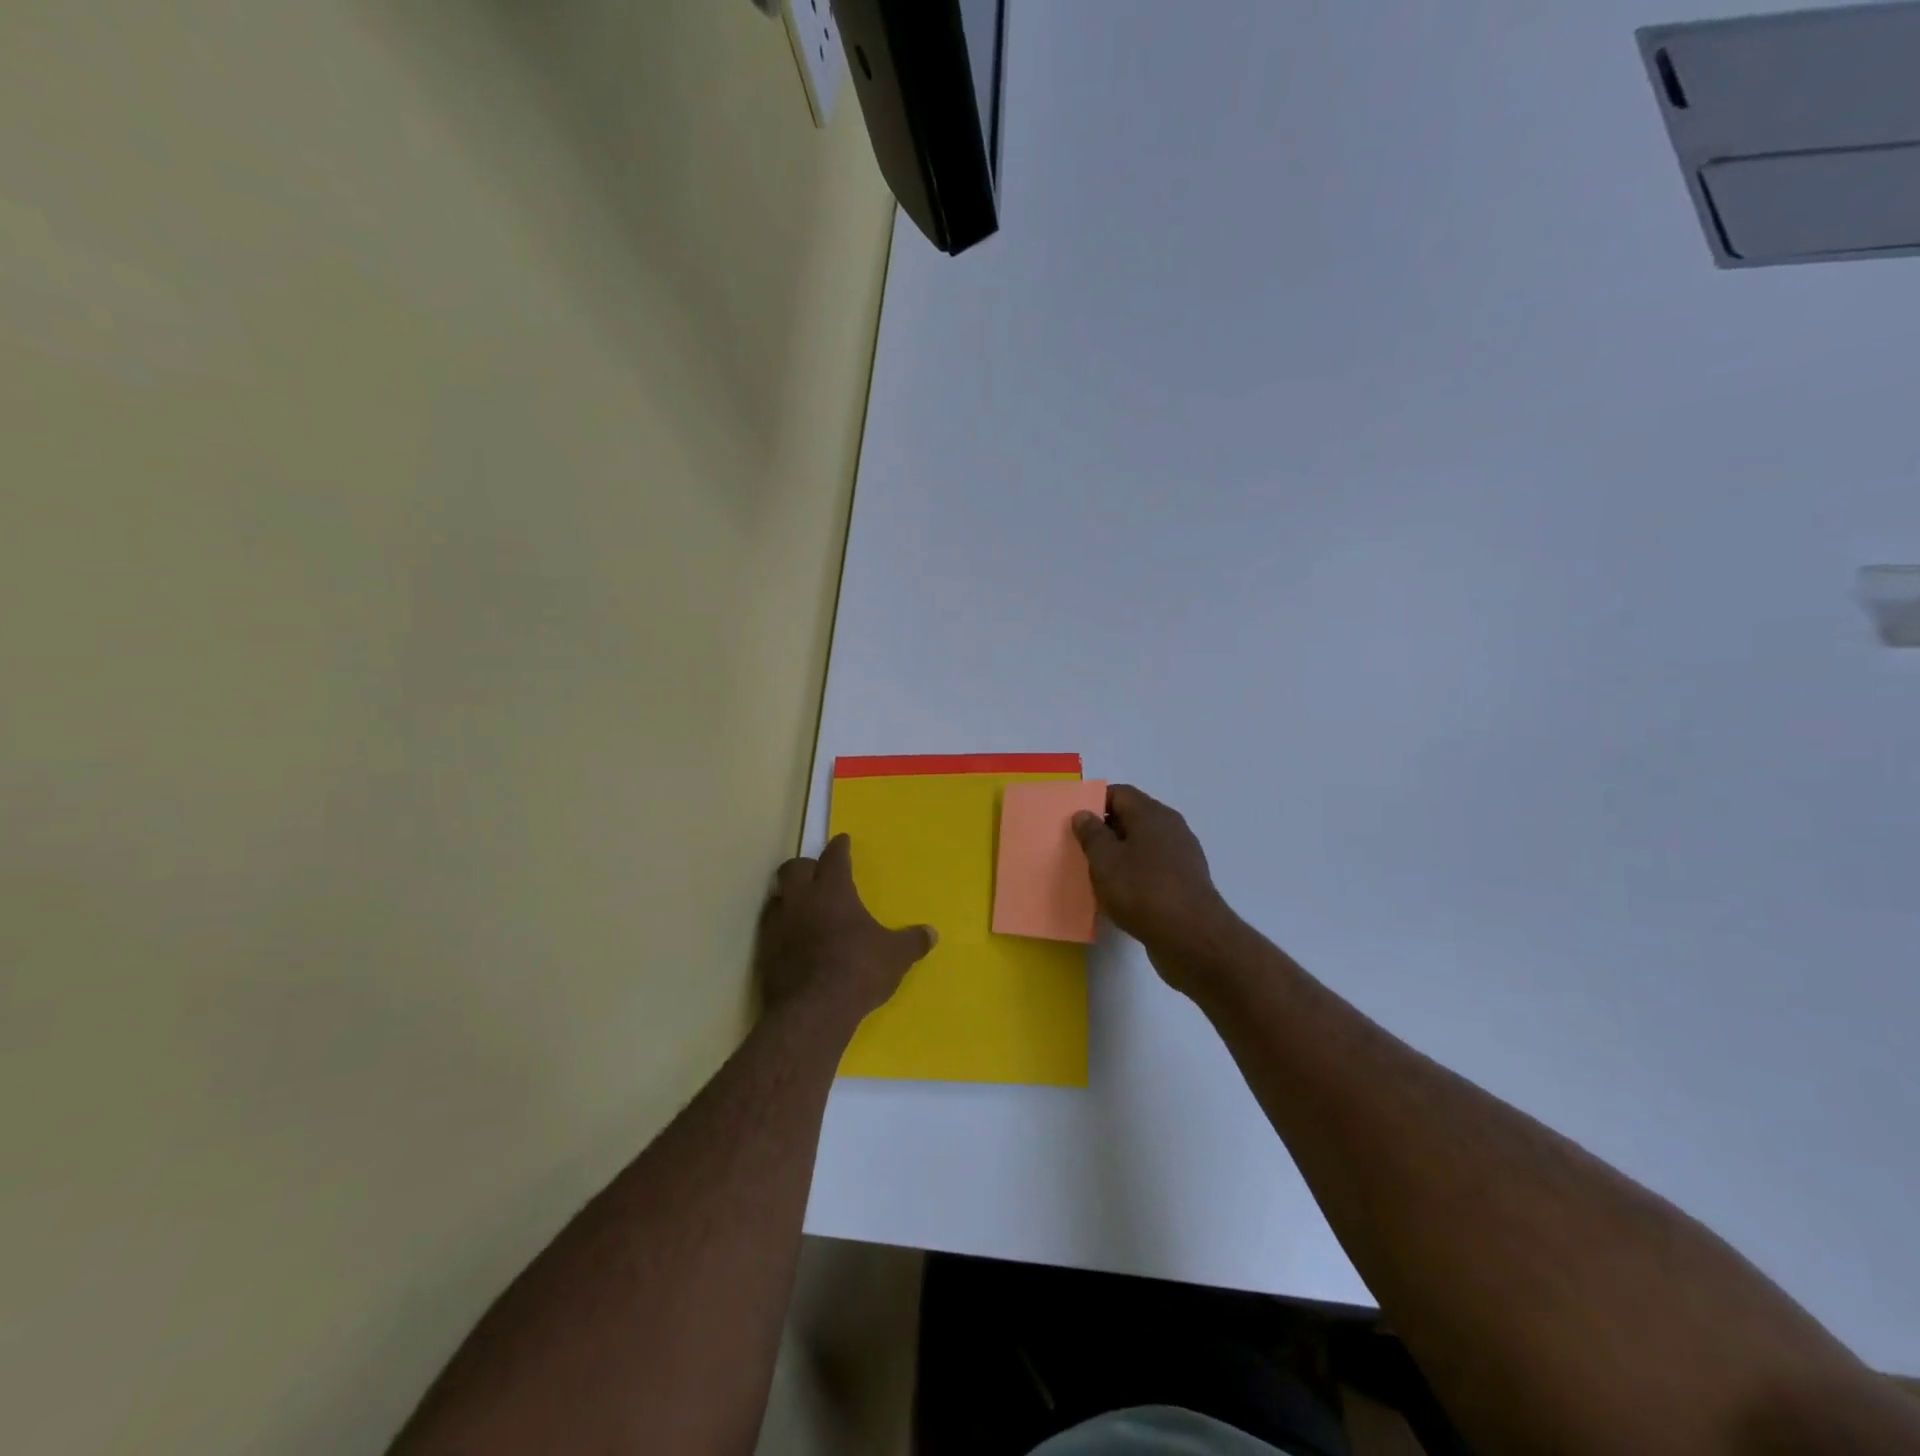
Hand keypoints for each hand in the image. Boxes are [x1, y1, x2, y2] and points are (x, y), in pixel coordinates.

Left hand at [754, 834, 934, 1031]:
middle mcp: (801, 900)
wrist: (813, 1012)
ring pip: (778, 896)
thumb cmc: (858, 971)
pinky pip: (771, 928)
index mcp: (833, 891)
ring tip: (804, 907)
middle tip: (818, 873)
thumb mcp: (895, 956)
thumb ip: (912, 942)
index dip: (839, 847)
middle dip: (806, 866)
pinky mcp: (764, 952)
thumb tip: (931, 934)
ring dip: (790, 897)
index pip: (834, 857)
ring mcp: (778, 925)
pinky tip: (794, 941)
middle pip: (794, 868)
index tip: (842, 841)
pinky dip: (782, 928)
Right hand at [1072, 785, 1240, 989]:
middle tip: (1080, 850)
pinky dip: (1136, 876)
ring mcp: (1182, 856)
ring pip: (1143, 846)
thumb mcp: (1105, 860)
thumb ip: (1091, 834)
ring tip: (1097, 875)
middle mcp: (1171, 828)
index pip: (1119, 793)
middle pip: (1132, 818)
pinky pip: (1154, 870)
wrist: (1191, 938)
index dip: (1094, 803)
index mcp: (1152, 814)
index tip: (1075, 823)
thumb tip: (1084, 814)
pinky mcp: (1186, 883)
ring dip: (1120, 856)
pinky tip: (1121, 896)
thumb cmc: (1142, 890)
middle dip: (1105, 831)